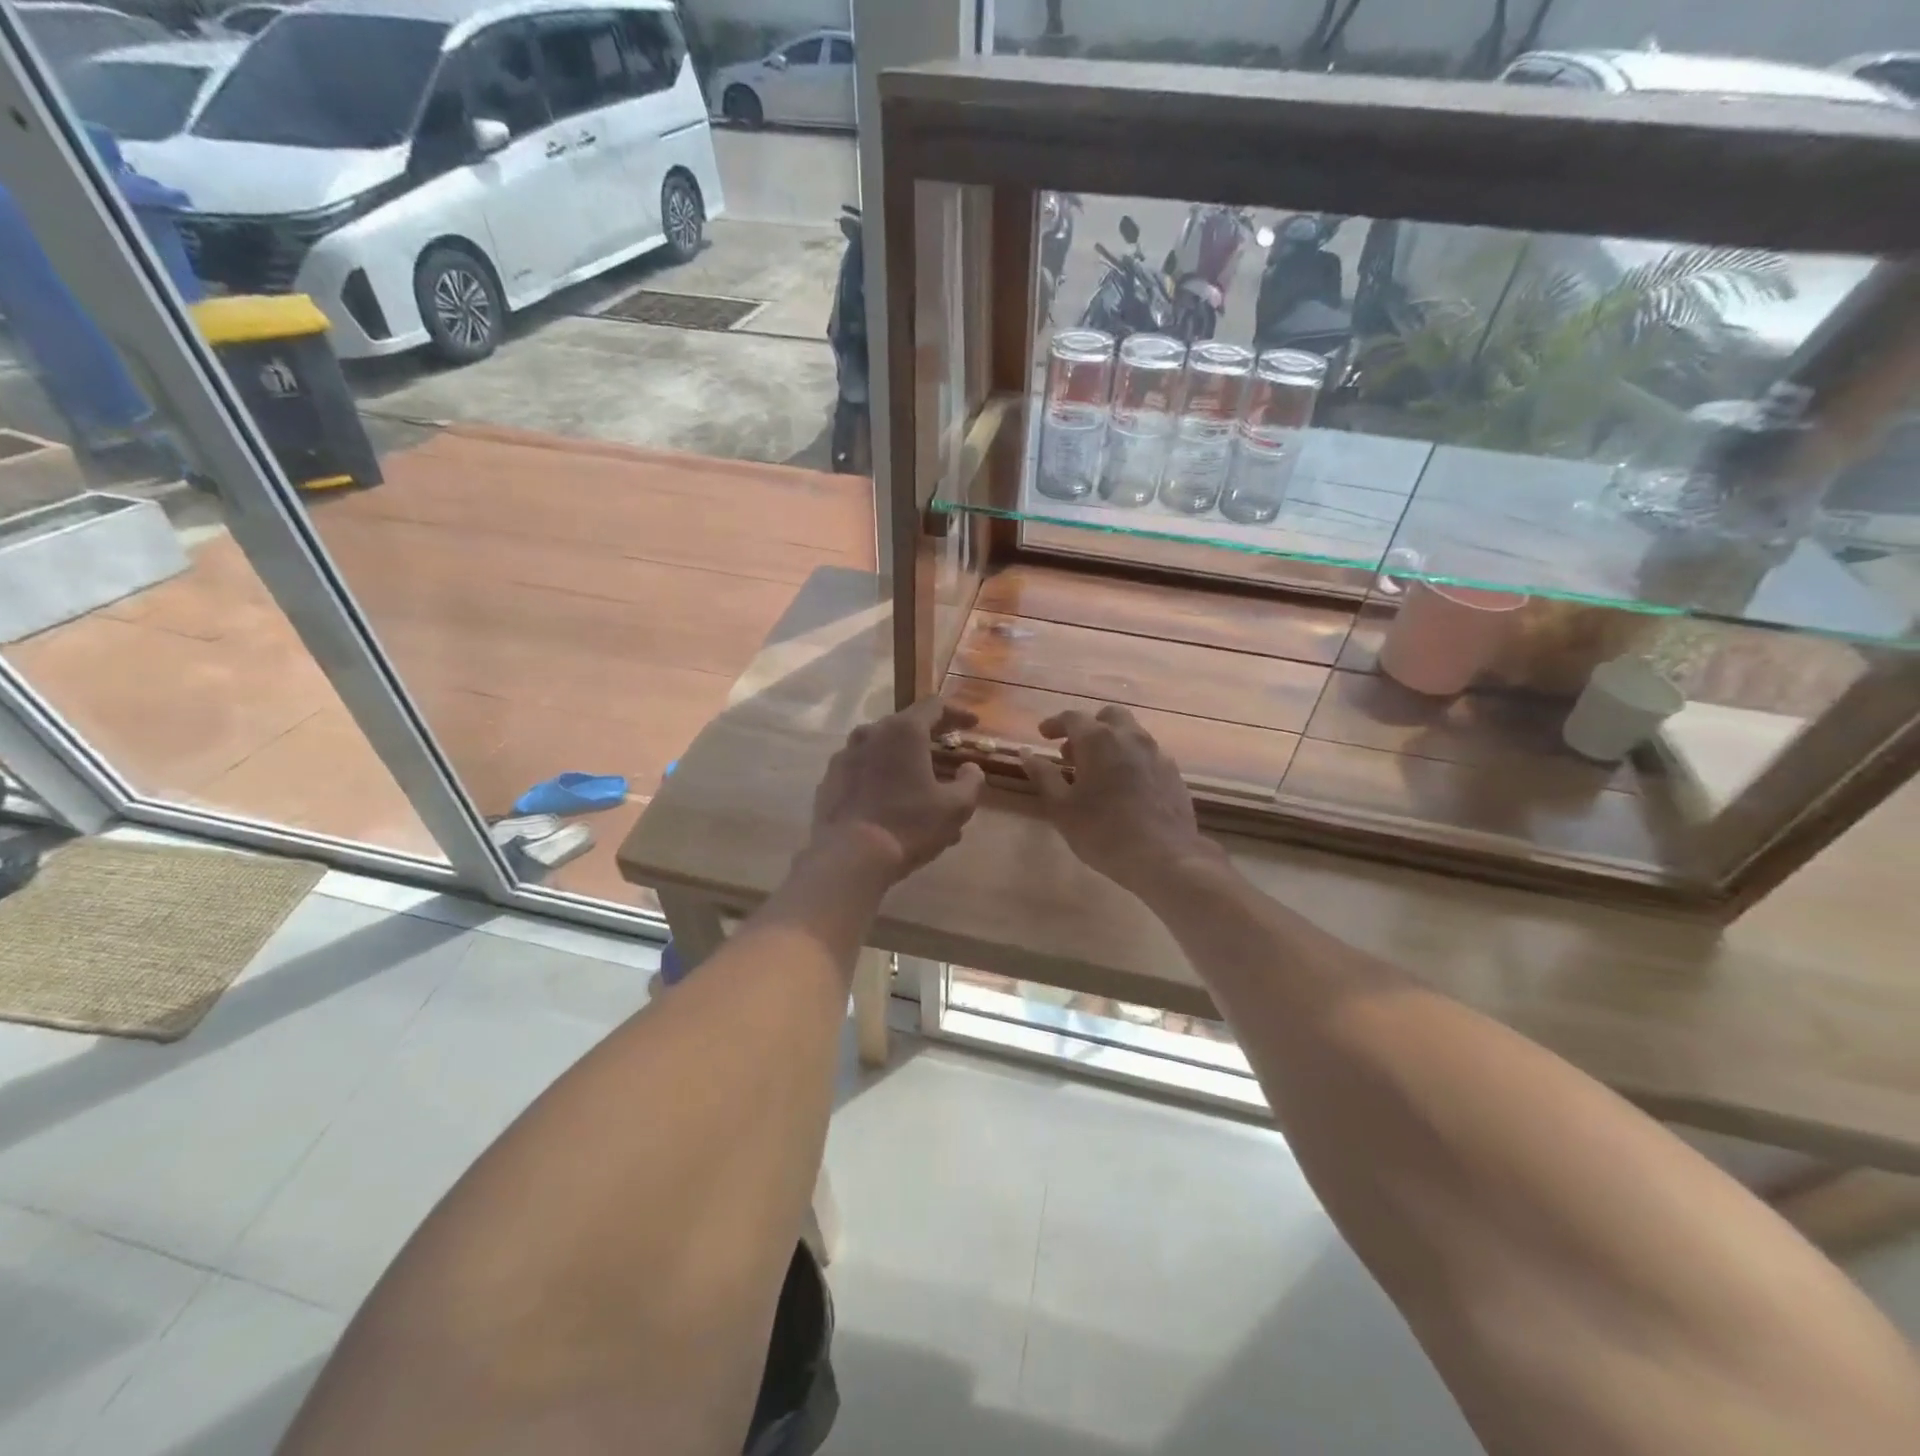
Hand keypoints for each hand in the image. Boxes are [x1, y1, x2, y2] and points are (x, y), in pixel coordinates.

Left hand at [808, 698, 985, 881]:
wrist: (848, 857)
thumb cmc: (908, 825)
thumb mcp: (956, 807)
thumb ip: (971, 781)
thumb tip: (970, 768)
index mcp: (903, 731)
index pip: (934, 706)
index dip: (957, 713)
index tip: (972, 724)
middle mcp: (870, 733)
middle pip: (905, 726)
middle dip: (930, 740)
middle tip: (948, 757)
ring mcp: (845, 756)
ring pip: (883, 750)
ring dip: (905, 763)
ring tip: (922, 790)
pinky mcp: (829, 780)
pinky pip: (863, 771)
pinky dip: (881, 779)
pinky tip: (892, 805)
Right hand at [1021, 705, 1224, 894]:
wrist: (1164, 857)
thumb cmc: (1102, 831)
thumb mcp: (1061, 806)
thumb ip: (1043, 775)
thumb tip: (1025, 753)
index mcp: (1099, 739)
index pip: (1072, 717)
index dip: (1055, 724)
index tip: (1043, 736)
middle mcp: (1130, 737)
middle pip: (1108, 716)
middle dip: (1088, 727)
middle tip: (1072, 752)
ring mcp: (1156, 753)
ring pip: (1131, 734)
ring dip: (1110, 742)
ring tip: (1096, 771)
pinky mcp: (1173, 773)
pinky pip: (1147, 754)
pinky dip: (1130, 759)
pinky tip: (1124, 786)